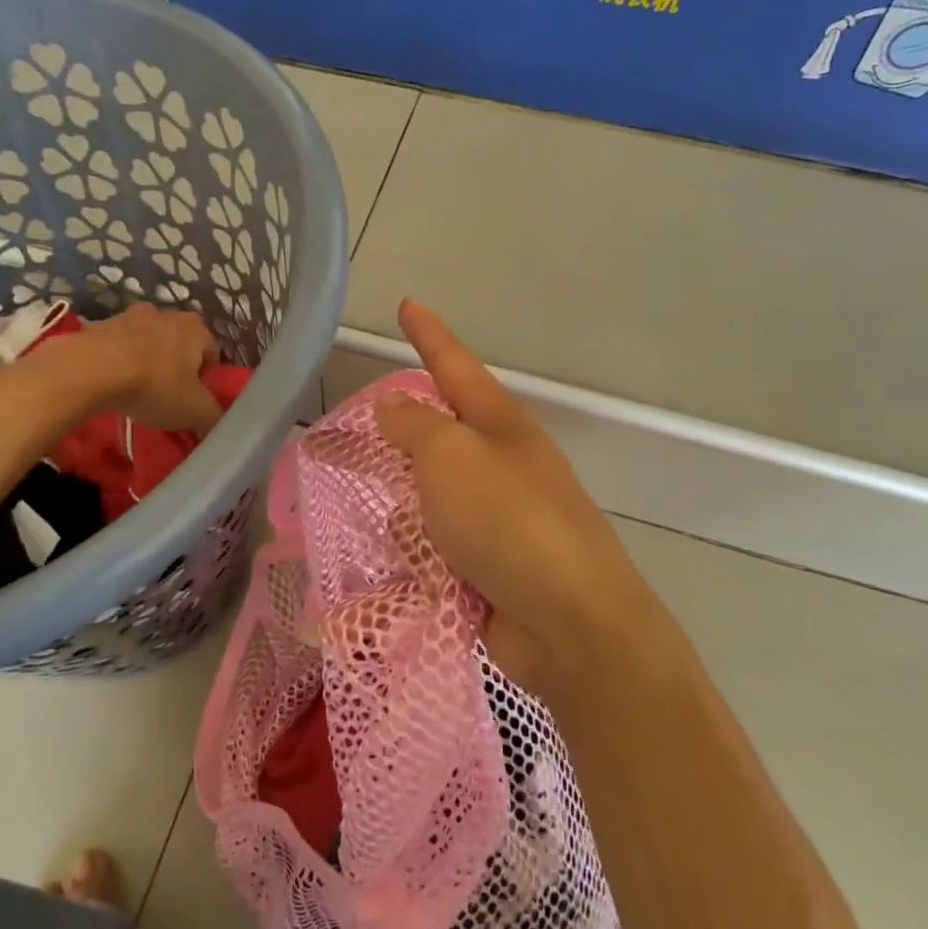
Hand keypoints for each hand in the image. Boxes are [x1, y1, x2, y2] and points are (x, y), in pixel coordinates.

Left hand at [69, 303, 222, 432]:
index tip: (190, 401)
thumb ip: (213, 418)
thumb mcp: (195, 411)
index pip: (212, 355)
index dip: (204, 381)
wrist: (92, 370)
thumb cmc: (155, 386)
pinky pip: (118, 346)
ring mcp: (131, 315)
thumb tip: (217, 424)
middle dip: (175, 368)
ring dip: (146, 361)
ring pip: (148, 343)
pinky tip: (111, 383)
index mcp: (197, 329)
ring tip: (135, 390)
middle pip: (179, 345)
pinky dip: (118, 360)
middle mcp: (168, 314)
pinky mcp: (101, 324)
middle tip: (165, 396)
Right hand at [377, 299, 643, 699]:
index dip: (428, 334)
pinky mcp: (489, 566)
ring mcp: (499, 517)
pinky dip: (414, 545)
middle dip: (402, 427)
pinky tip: (386, 553)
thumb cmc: (508, 522)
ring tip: (357, 492)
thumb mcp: (451, 458)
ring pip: (435, 491)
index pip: (454, 365)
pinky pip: (437, 542)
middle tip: (357, 421)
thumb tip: (392, 406)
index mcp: (500, 425)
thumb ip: (415, 427)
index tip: (407, 304)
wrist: (570, 624)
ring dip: (403, 494)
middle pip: (443, 431)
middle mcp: (502, 463)